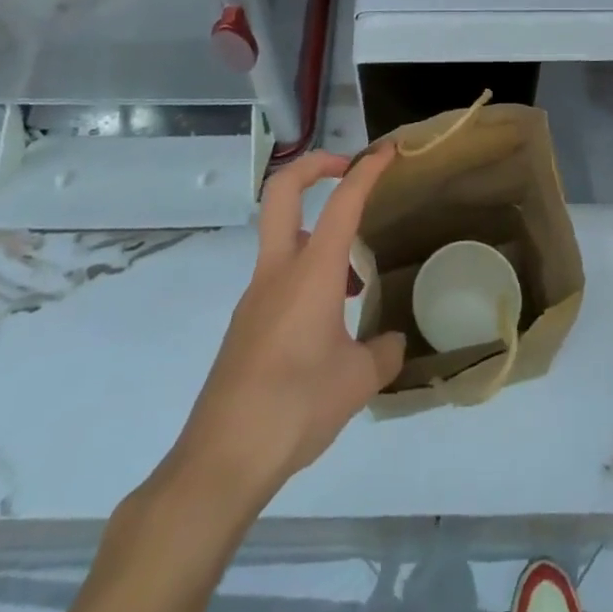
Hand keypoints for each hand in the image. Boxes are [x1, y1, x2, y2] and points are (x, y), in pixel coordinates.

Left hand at [161, 146, 405, 507]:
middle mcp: (278, 270)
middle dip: (315, 166)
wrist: (221, 460)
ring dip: (317, 233)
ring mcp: (255, 296)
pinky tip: (327, 323)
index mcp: (311, 272)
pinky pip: (279, 277)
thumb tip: (392, 343)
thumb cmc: (295, 408)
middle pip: (283, 191)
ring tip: (353, 279)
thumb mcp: (357, 382)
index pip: (342, 202)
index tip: (387, 151)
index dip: (366, 169)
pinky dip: (306, 276)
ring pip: (283, 238)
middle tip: (348, 170)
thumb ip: (382, 353)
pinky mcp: (245, 324)